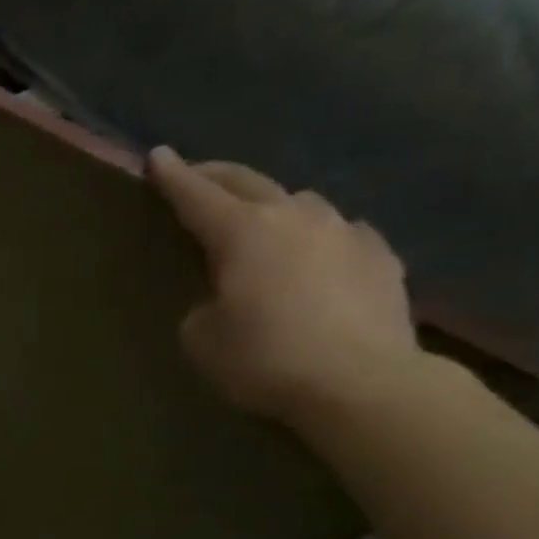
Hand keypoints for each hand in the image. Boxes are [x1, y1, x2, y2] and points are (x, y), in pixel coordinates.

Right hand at [149, 147, 422, 427]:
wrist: (360, 383)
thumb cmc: (265, 359)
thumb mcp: (202, 339)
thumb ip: (203, 304)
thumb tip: (223, 295)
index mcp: (242, 234)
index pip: (197, 196)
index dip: (173, 177)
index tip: (157, 156)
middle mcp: (294, 217)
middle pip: (249, 182)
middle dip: (217, 176)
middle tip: (198, 176)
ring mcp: (344, 231)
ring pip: (300, 202)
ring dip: (272, 205)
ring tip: (262, 221)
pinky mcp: (380, 255)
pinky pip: (340, 232)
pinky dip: (318, 237)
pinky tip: (317, 255)